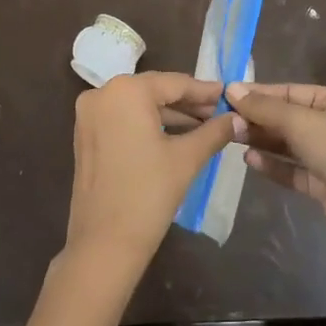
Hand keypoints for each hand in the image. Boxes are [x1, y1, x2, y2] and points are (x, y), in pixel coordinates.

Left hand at [65, 72, 239, 277]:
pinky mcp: (86, 136)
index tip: (230, 95)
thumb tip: (239, 118)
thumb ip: (215, 131)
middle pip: (155, 91)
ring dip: (171, 115)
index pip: (175, 83)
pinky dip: (150, 125)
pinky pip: (125, 120)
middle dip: (189, 103)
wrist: (104, 242)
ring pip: (139, 106)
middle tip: (221, 113)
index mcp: (126, 91)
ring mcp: (89, 116)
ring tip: (206, 126)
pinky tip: (178, 136)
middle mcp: (102, 94)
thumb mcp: (187, 158)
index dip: (205, 91)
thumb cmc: (149, 193)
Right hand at [225, 82, 325, 255]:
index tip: (228, 95)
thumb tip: (231, 90)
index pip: (293, 92)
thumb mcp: (301, 121)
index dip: (261, 94)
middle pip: (290, 118)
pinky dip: (273, 165)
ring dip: (263, 141)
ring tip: (232, 136)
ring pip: (290, 145)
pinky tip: (249, 160)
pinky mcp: (325, 186)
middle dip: (260, 118)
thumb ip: (265, 108)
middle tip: (225, 119)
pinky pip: (294, 171)